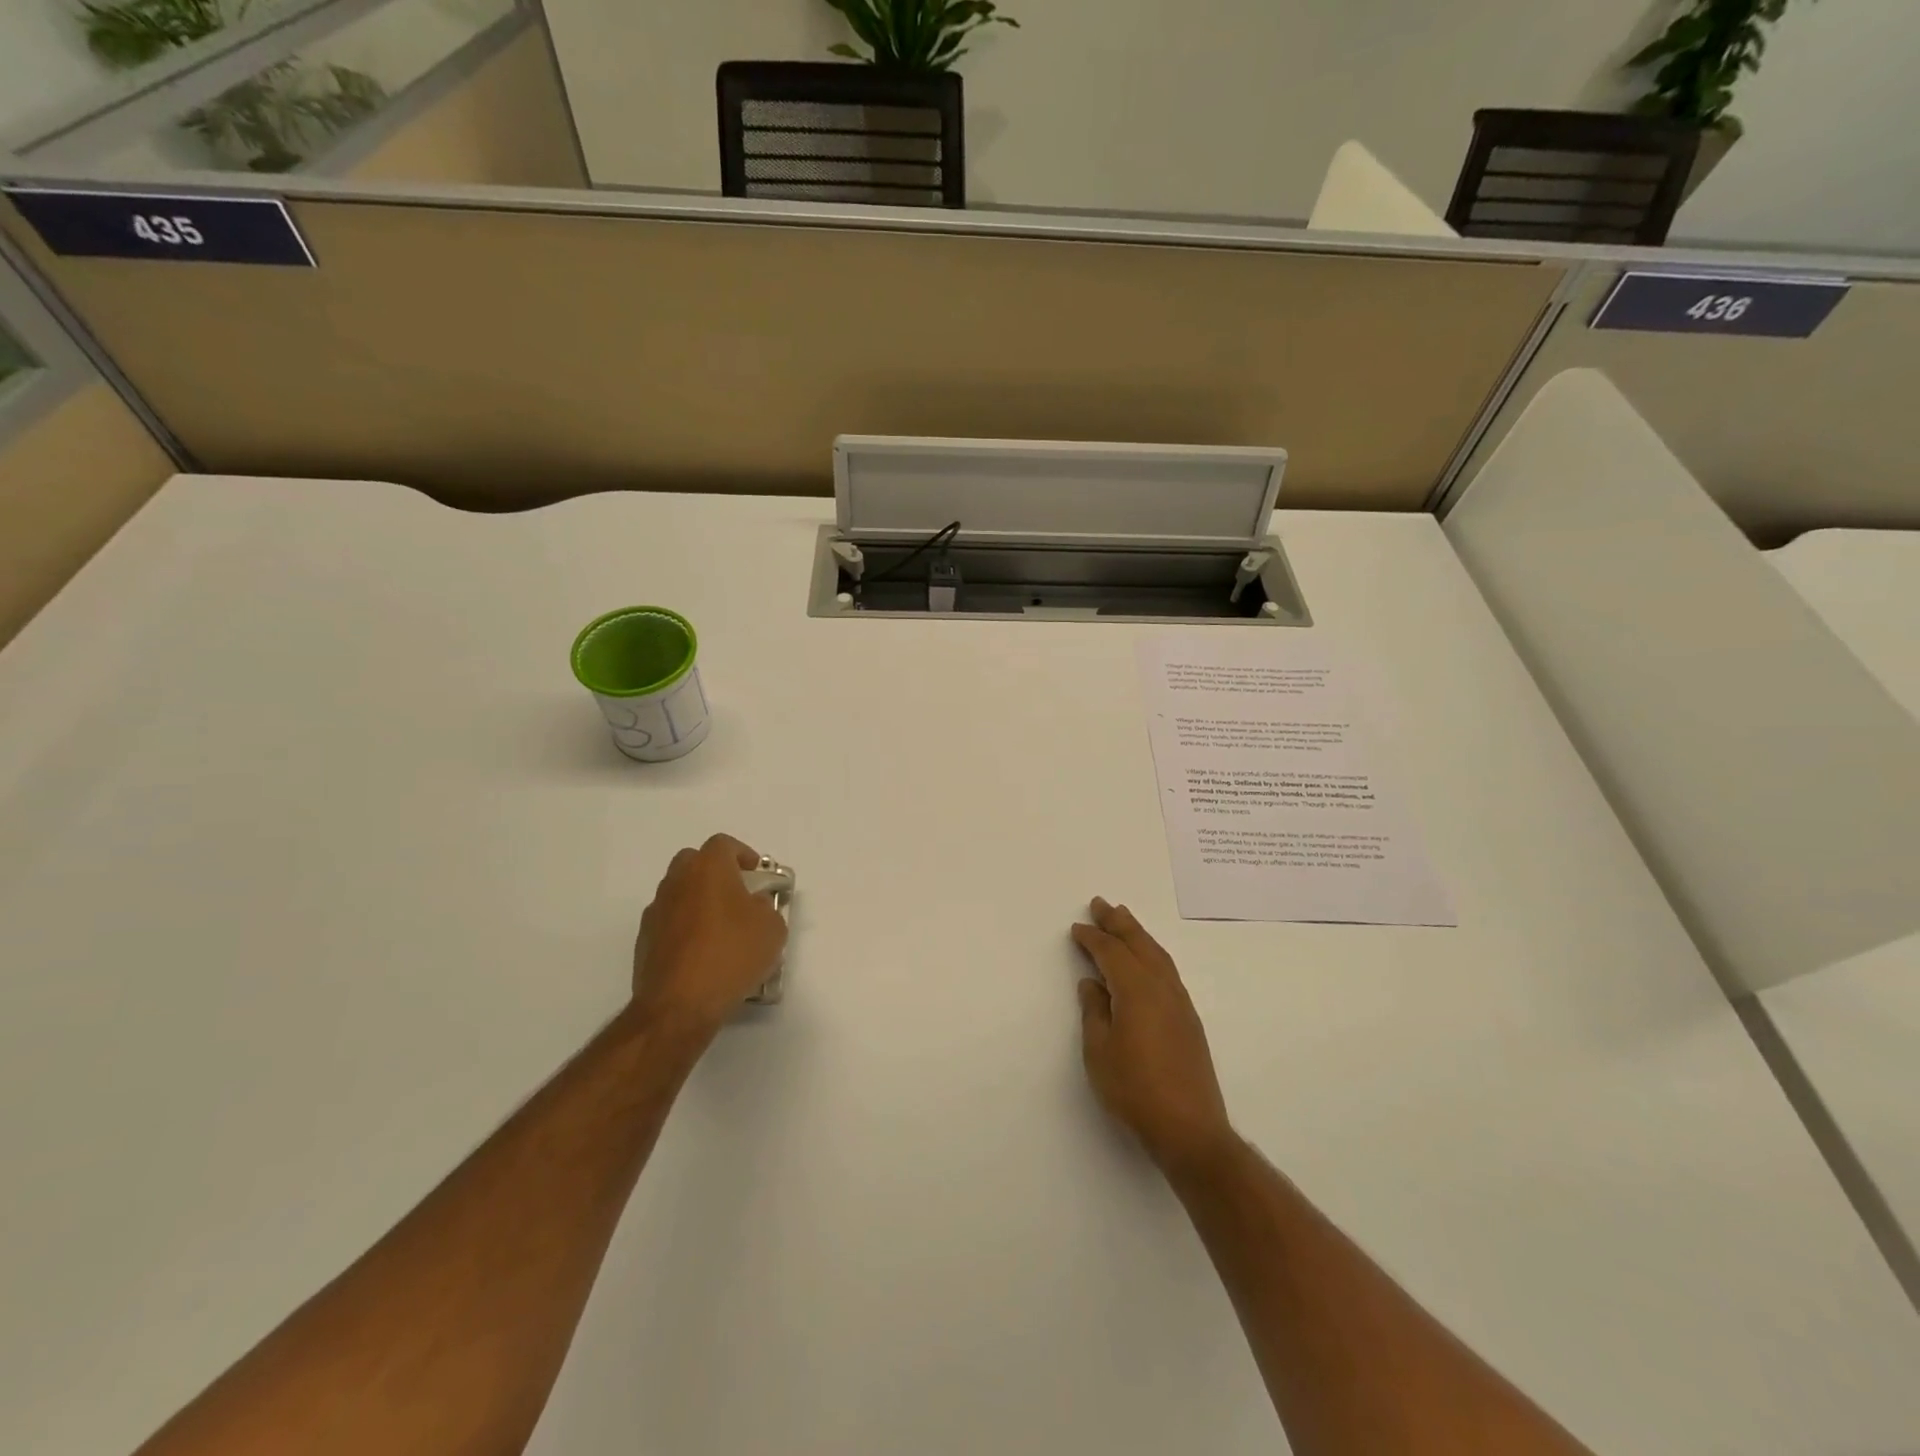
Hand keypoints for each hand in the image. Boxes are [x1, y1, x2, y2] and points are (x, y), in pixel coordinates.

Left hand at [632, 835, 788, 1036]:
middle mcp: (676, 882)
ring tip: (721, 930)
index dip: (743, 855)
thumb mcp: (771, 928)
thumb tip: (753, 905)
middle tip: (738, 896)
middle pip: (694, 862)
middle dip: (716, 873)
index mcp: (708, 869)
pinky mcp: (644, 941)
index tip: (757, 875)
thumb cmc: (731, 955)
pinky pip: (669, 922)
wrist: (679, 1004)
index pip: (723, 844)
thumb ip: (766, 907)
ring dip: (698, 901)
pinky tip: (702, 954)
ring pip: (679, 893)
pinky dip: (684, 929)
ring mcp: (656, 911)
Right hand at [1070, 897, 1233, 1173]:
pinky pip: (1167, 971)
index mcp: (1137, 990)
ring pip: (1157, 955)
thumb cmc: (1134, 1090)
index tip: (1077, 927)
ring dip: (1138, 934)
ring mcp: (1180, 1003)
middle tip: (1101, 904)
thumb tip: (1092, 984)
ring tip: (1123, 919)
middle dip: (1119, 922)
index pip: (1111, 953)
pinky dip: (1152, 954)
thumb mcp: (1099, 1051)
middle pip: (1139, 944)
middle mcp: (1162, 988)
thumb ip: (1094, 1012)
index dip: (1093, 937)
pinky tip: (1145, 960)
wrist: (1189, 1129)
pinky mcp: (1189, 1020)